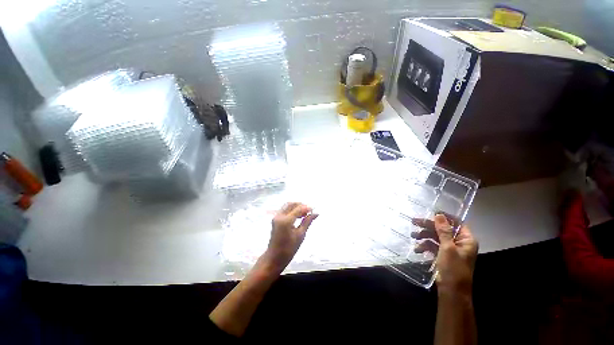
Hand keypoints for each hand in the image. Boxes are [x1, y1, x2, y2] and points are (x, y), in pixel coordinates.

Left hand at [261, 202, 317, 273]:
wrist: (274, 257)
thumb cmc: (289, 249)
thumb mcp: (300, 235)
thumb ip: (307, 222)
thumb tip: (316, 213)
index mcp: (286, 221)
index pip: (298, 209)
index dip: (307, 207)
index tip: (314, 209)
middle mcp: (279, 216)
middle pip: (291, 204)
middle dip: (301, 205)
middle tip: (309, 211)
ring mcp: (276, 217)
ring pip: (287, 205)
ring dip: (296, 207)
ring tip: (305, 213)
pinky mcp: (275, 219)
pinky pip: (284, 210)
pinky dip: (292, 210)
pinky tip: (298, 215)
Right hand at [412, 214, 477, 295]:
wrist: (452, 292)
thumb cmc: (453, 268)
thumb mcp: (447, 248)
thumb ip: (443, 231)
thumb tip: (439, 215)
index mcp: (466, 239)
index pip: (456, 223)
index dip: (444, 217)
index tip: (430, 213)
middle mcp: (459, 243)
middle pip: (442, 229)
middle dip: (428, 226)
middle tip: (414, 221)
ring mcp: (450, 249)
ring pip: (436, 237)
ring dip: (424, 236)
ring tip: (413, 236)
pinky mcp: (442, 256)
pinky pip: (433, 246)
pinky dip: (425, 246)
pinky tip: (417, 249)